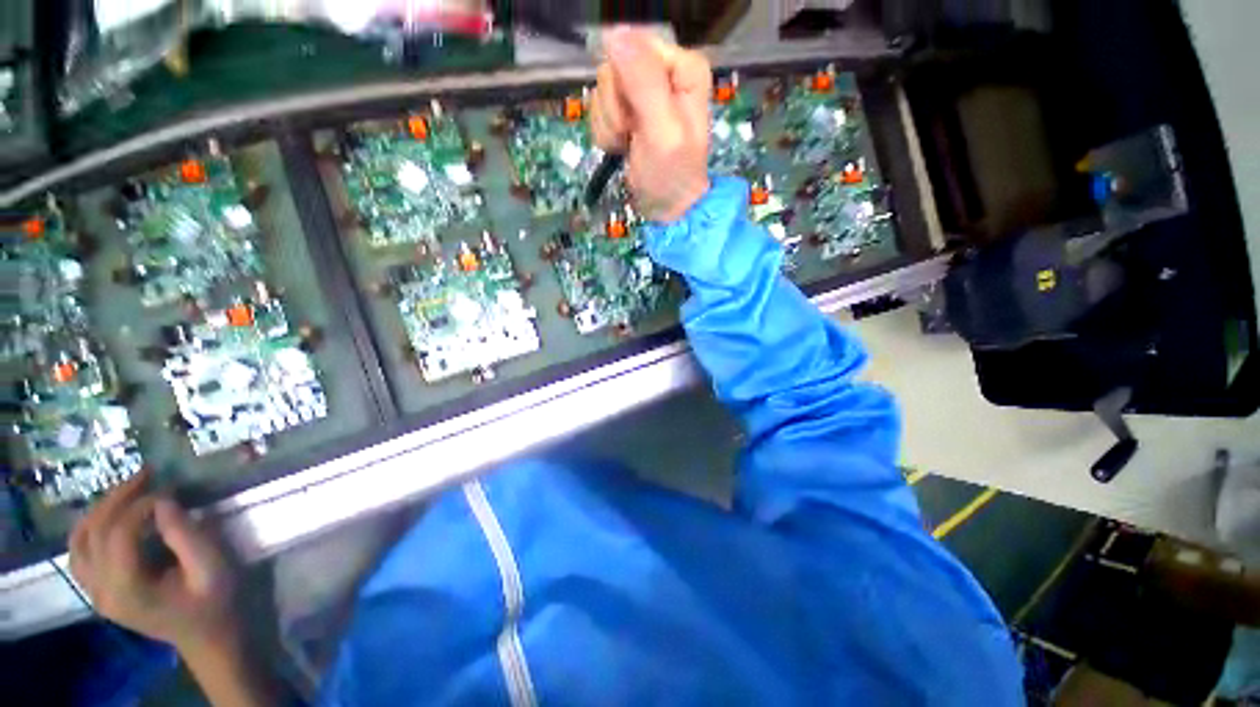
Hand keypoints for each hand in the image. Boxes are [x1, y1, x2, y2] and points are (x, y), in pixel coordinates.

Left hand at [69, 470, 236, 655]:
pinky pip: (79, 553)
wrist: (208, 637)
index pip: (119, 535)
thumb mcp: (213, 569)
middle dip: (118, 498)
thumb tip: (165, 501)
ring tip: (126, 490)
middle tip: (146, 474)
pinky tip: (108, 516)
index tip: (172, 490)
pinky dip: (89, 528)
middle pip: (94, 533)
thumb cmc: (215, 602)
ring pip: (79, 541)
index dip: (142, 506)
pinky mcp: (98, 591)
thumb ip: (187, 536)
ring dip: (99, 510)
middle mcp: (101, 591)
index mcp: (127, 590)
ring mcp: (96, 593)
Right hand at [591, 28, 711, 222]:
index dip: (625, 85)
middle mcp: (662, 71)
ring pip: (603, 90)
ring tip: (628, 145)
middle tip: (631, 135)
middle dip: (616, 109)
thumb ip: (644, 82)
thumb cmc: (671, 174)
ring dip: (609, 125)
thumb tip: (614, 34)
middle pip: (614, 68)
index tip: (635, 118)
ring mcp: (642, 92)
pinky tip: (621, 147)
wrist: (666, 207)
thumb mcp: (662, 131)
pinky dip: (605, 133)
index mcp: (682, 67)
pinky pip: (599, 109)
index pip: (633, 48)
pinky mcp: (626, 111)